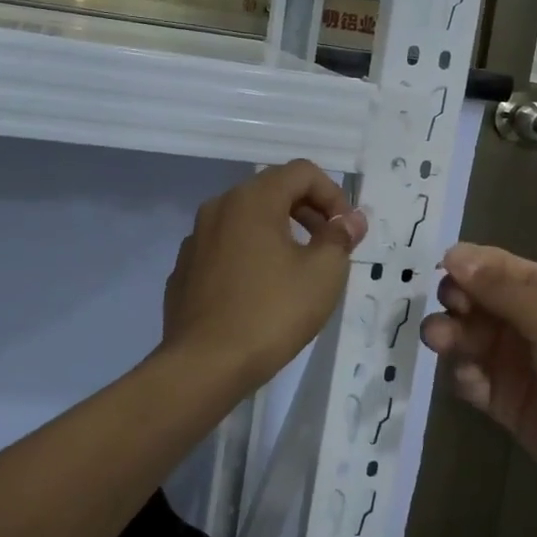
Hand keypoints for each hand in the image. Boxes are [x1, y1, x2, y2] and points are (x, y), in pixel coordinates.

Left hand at [161, 160, 366, 395]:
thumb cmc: (271, 313)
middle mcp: (218, 208)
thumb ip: (340, 238)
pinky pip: (226, 249)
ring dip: (279, 234)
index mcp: (252, 199)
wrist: (204, 365)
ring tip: (298, 271)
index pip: (302, 172)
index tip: (346, 232)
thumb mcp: (322, 274)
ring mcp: (195, 239)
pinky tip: (260, 293)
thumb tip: (351, 219)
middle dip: (308, 212)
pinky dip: (250, 256)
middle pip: (272, 191)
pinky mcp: (185, 270)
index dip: (333, 195)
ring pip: (247, 221)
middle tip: (330, 248)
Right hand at [420, 245, 536, 532]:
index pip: (492, 265)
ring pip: (465, 337)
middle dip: (452, 303)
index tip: (441, 279)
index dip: (463, 267)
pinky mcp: (503, 400)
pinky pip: (468, 378)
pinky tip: (471, 383)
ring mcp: (513, 361)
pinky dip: (461, 376)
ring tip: (442, 344)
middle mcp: (526, 320)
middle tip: (449, 318)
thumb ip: (501, 287)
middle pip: (472, 299)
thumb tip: (453, 254)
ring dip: (448, 336)